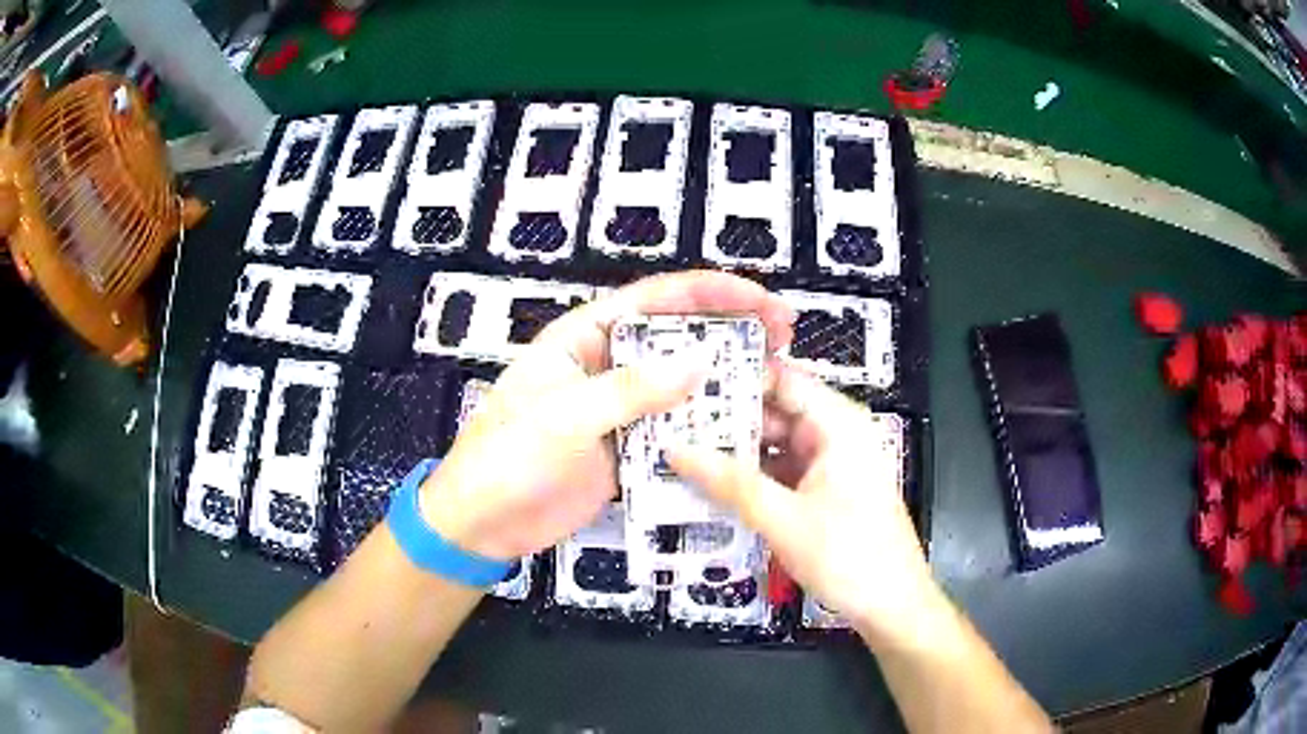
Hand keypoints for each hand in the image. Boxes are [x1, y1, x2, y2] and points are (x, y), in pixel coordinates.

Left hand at [420, 271, 794, 561]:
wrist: (483, 523)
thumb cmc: (508, 459)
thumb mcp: (564, 417)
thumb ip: (630, 390)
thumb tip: (700, 362)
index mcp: (584, 339)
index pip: (654, 300)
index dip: (710, 293)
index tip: (760, 299)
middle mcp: (607, 365)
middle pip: (677, 336)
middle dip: (730, 330)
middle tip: (784, 335)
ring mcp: (620, 409)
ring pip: (681, 385)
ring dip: (724, 381)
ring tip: (774, 380)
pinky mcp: (628, 448)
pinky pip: (674, 429)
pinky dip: (705, 427)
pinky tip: (741, 429)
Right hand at [668, 363, 939, 640]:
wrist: (892, 606)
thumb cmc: (850, 557)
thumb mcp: (783, 520)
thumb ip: (729, 483)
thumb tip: (676, 450)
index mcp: (839, 425)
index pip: (782, 378)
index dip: (737, 377)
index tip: (686, 384)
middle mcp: (837, 435)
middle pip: (776, 411)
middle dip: (728, 420)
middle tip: (672, 424)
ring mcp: (831, 465)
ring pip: (775, 444)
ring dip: (735, 453)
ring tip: (682, 453)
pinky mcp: (825, 491)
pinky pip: (782, 472)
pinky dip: (751, 478)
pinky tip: (713, 486)